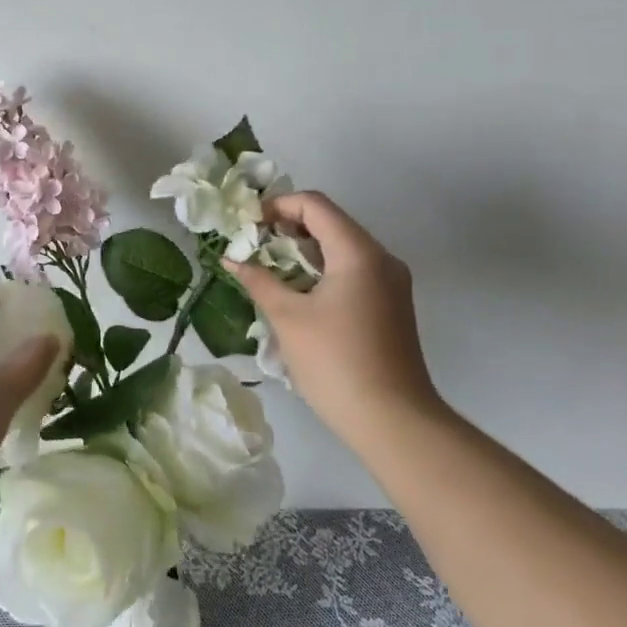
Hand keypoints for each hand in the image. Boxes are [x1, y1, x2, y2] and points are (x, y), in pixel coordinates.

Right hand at [225, 192, 446, 455]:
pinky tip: (298, 293)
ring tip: (270, 270)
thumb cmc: (336, 363)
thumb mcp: (288, 318)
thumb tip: (231, 259)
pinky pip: (352, 270)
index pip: (315, 204)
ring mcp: (391, 282)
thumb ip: (259, 280)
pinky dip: (322, 270)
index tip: (248, 225)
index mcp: (358, 252)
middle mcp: (381, 258)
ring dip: (303, 250)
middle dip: (288, 227)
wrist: (394, 422)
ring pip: (341, 247)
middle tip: (254, 246)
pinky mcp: (391, 304)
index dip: (277, 206)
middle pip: (330, 222)